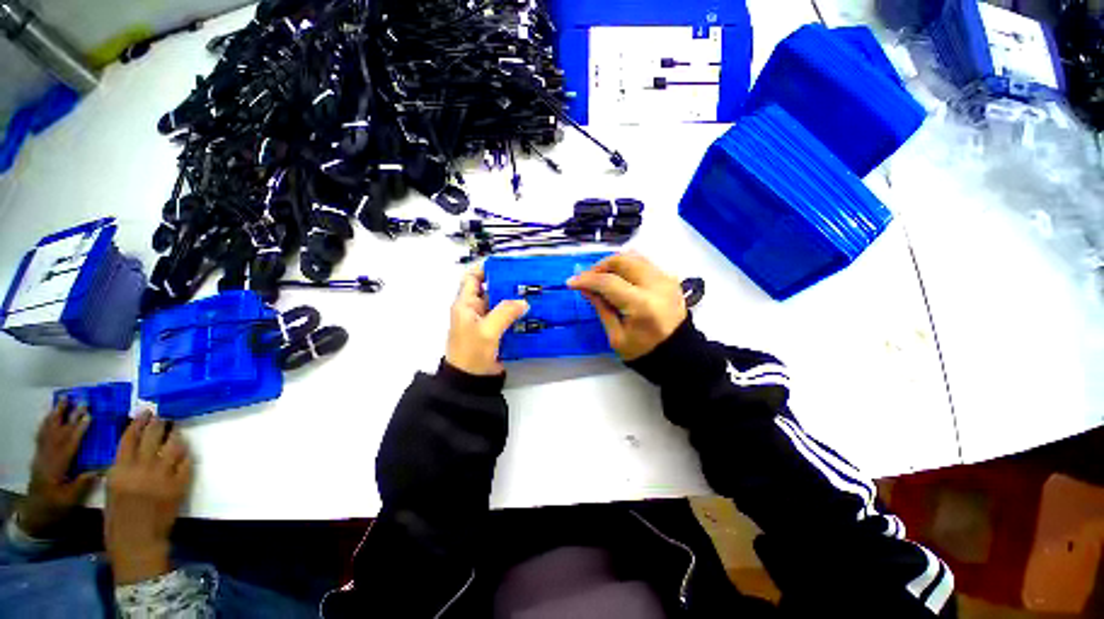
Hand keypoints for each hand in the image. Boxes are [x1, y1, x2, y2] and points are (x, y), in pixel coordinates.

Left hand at [16, 399, 97, 537]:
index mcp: (57, 467)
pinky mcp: (39, 455)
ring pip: (48, 430)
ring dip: (56, 414)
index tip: (90, 415)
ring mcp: (41, 455)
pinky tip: (50, 416)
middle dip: (69, 416)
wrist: (36, 512)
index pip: (69, 444)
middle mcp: (47, 457)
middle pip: (58, 433)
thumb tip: (97, 470)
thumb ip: (81, 484)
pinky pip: (41, 435)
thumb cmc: (56, 506)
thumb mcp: (70, 499)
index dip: (79, 430)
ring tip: (63, 400)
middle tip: (80, 401)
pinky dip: (46, 423)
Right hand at [105, 412, 192, 584]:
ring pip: (173, 446)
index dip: (138, 423)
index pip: (129, 439)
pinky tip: (183, 451)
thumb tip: (133, 449)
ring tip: (175, 430)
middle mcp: (141, 470)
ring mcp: (163, 477)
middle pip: (152, 437)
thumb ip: (120, 469)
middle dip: (158, 424)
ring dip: (174, 436)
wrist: (137, 543)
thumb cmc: (117, 520)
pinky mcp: (179, 485)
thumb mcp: (111, 490)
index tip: (145, 412)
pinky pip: (185, 462)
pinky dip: (185, 454)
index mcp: (119, 471)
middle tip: (162, 416)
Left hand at [446, 268, 528, 375]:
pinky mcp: (494, 333)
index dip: (485, 268)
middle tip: (526, 279)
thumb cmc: (472, 352)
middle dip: (506, 284)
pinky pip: (506, 318)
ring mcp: (485, 322)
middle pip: (490, 289)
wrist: (470, 381)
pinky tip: (530, 313)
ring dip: (514, 300)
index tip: (505, 265)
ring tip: (533, 294)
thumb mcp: (488, 330)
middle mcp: (474, 310)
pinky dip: (517, 314)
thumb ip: (505, 312)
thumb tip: (523, 302)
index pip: (472, 278)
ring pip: (500, 304)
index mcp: (465, 304)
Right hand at [568, 252, 686, 360]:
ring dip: (613, 263)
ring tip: (601, 277)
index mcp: (642, 305)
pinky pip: (643, 263)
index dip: (587, 280)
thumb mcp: (616, 336)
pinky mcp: (669, 279)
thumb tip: (585, 288)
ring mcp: (665, 279)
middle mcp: (656, 285)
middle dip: (600, 266)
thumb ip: (601, 308)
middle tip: (587, 278)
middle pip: (623, 260)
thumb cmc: (644, 351)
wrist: (679, 355)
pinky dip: (627, 266)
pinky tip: (619, 279)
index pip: (608, 282)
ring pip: (634, 257)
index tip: (572, 282)